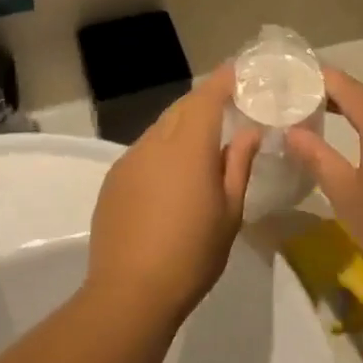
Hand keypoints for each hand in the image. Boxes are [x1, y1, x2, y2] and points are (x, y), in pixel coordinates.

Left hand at [88, 66, 260, 320]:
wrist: (130, 292)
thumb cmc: (192, 253)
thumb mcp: (230, 212)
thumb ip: (238, 164)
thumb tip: (248, 132)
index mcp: (188, 147)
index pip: (207, 97)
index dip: (224, 80)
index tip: (240, 70)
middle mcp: (155, 143)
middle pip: (181, 108)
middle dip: (204, 101)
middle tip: (228, 106)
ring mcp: (129, 160)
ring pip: (160, 129)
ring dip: (182, 126)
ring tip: (202, 143)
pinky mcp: (113, 180)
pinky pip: (144, 151)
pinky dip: (162, 149)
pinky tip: (172, 175)